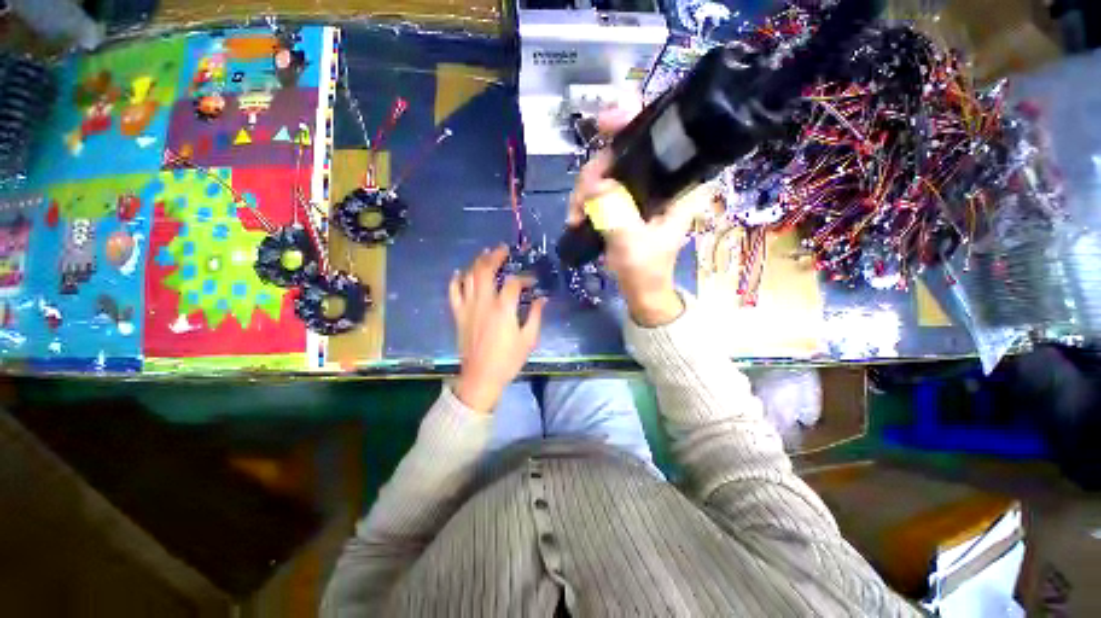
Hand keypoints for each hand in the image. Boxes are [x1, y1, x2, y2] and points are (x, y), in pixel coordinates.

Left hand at [449, 245, 546, 413]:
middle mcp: (484, 302)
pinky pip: (453, 293)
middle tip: (503, 249)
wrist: (481, 377)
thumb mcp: (528, 339)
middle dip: (495, 256)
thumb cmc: (508, 360)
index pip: (514, 283)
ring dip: (477, 263)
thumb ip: (536, 316)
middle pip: (485, 270)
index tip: (533, 281)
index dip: (525, 278)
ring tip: (485, 255)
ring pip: (469, 277)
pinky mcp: (458, 315)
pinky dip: (455, 280)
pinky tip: (459, 272)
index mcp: (504, 308)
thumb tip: (543, 299)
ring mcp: (468, 307)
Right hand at [567, 108, 700, 326]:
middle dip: (595, 171)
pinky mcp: (626, 201)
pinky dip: (586, 198)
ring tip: (575, 215)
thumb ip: (616, 213)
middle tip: (580, 201)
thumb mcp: (632, 244)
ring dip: (585, 189)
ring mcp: (641, 190)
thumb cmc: (645, 270)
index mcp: (679, 183)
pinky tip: (577, 215)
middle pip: (623, 151)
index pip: (662, 136)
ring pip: (607, 169)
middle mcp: (662, 179)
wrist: (640, 291)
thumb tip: (594, 184)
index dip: (633, 120)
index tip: (604, 124)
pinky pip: (601, 187)